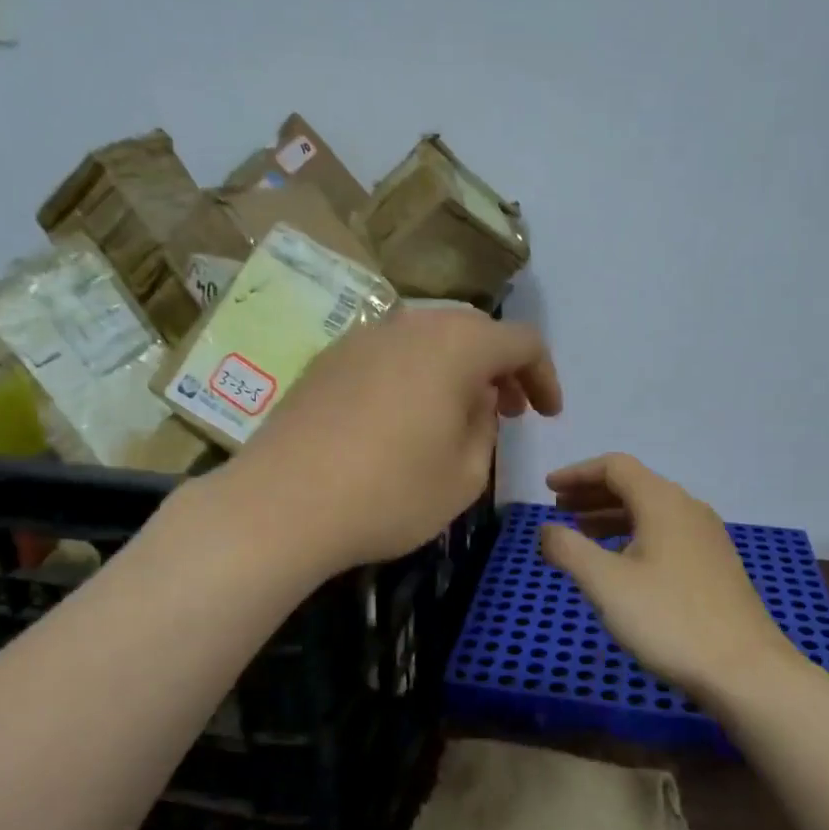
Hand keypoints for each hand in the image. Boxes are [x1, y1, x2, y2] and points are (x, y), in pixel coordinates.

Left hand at [222, 308, 561, 572]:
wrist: (281, 504)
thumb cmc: (389, 493)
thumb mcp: (464, 475)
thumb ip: (485, 427)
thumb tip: (476, 400)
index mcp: (456, 345)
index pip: (521, 341)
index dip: (544, 376)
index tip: (547, 415)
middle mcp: (410, 325)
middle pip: (473, 331)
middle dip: (500, 368)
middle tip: (507, 411)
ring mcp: (363, 337)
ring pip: (428, 338)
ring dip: (456, 369)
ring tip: (457, 414)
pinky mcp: (328, 359)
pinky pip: (389, 354)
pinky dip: (414, 374)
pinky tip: (404, 417)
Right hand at [540, 454, 795, 699]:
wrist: (746, 670)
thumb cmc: (669, 619)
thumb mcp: (605, 583)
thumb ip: (568, 549)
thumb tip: (546, 529)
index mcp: (663, 502)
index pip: (615, 467)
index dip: (577, 473)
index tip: (548, 489)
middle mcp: (688, 509)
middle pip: (634, 485)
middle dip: (592, 494)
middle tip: (559, 510)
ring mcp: (707, 538)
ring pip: (650, 512)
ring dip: (611, 516)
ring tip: (582, 536)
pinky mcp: (715, 565)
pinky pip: (666, 534)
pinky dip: (634, 536)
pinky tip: (621, 565)